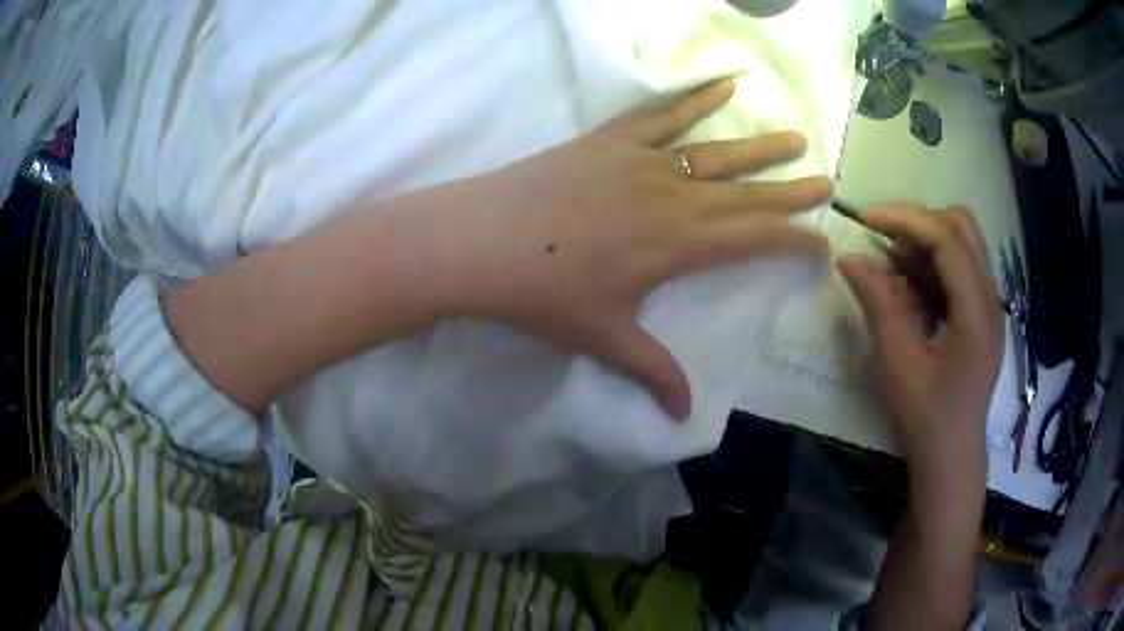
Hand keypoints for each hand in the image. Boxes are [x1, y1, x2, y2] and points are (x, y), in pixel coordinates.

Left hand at [423, 79, 831, 418]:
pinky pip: (660, 114)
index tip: (823, 241)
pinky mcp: (609, 140)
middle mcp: (671, 197)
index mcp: (677, 245)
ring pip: (714, 150)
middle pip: (746, 192)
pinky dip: (693, 98)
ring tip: (794, 136)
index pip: (754, 240)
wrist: (479, 241)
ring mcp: (640, 161)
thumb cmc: (542, 294)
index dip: (794, 240)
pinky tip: (722, 85)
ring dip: (757, 146)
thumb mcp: (603, 338)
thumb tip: (685, 415)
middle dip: (791, 190)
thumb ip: (651, 372)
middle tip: (826, 180)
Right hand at [837, 205, 1003, 475]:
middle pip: (962, 227)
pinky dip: (934, 268)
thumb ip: (878, 305)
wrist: (952, 456)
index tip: (867, 220)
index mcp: (976, 313)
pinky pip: (961, 269)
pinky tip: (912, 296)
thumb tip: (848, 258)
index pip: (948, 239)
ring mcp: (991, 306)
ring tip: (895, 272)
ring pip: (963, 244)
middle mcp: (991, 299)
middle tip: (885, 245)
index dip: (907, 219)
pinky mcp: (984, 316)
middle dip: (920, 225)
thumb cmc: (926, 417)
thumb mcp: (897, 365)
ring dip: (927, 245)